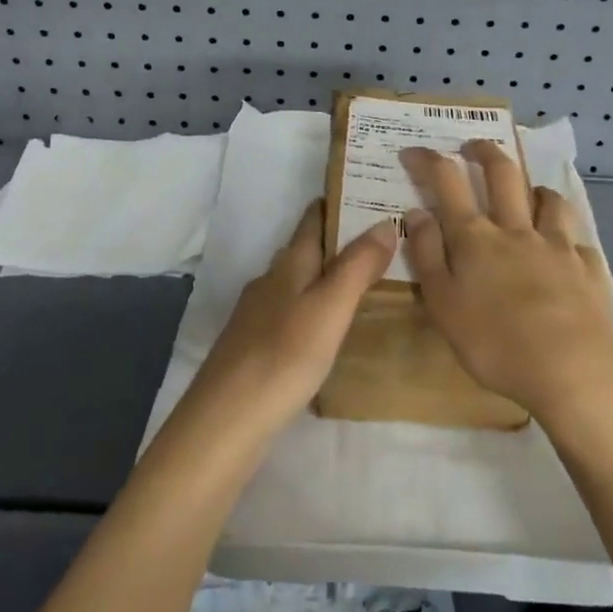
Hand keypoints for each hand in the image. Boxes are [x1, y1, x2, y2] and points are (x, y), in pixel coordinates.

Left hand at [178, 200, 397, 445]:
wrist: (227, 418)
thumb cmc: (285, 355)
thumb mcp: (330, 307)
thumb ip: (357, 265)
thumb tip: (384, 222)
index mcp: (288, 265)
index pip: (313, 220)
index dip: (337, 203)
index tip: (368, 193)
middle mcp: (270, 280)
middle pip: (304, 249)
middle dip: (337, 240)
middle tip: (381, 240)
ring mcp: (258, 314)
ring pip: (297, 281)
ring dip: (325, 275)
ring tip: (362, 282)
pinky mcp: (254, 345)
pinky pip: (290, 311)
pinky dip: (313, 306)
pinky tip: (327, 327)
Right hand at [400, 140, 612, 423]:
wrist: (573, 370)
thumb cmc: (494, 342)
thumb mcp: (443, 303)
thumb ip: (427, 254)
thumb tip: (417, 212)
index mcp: (476, 238)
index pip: (447, 182)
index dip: (429, 160)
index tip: (414, 150)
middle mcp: (517, 230)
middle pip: (503, 174)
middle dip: (485, 152)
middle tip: (473, 146)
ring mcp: (558, 246)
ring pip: (549, 200)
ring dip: (534, 189)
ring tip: (529, 193)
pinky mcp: (589, 269)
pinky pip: (578, 241)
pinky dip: (567, 238)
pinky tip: (566, 250)